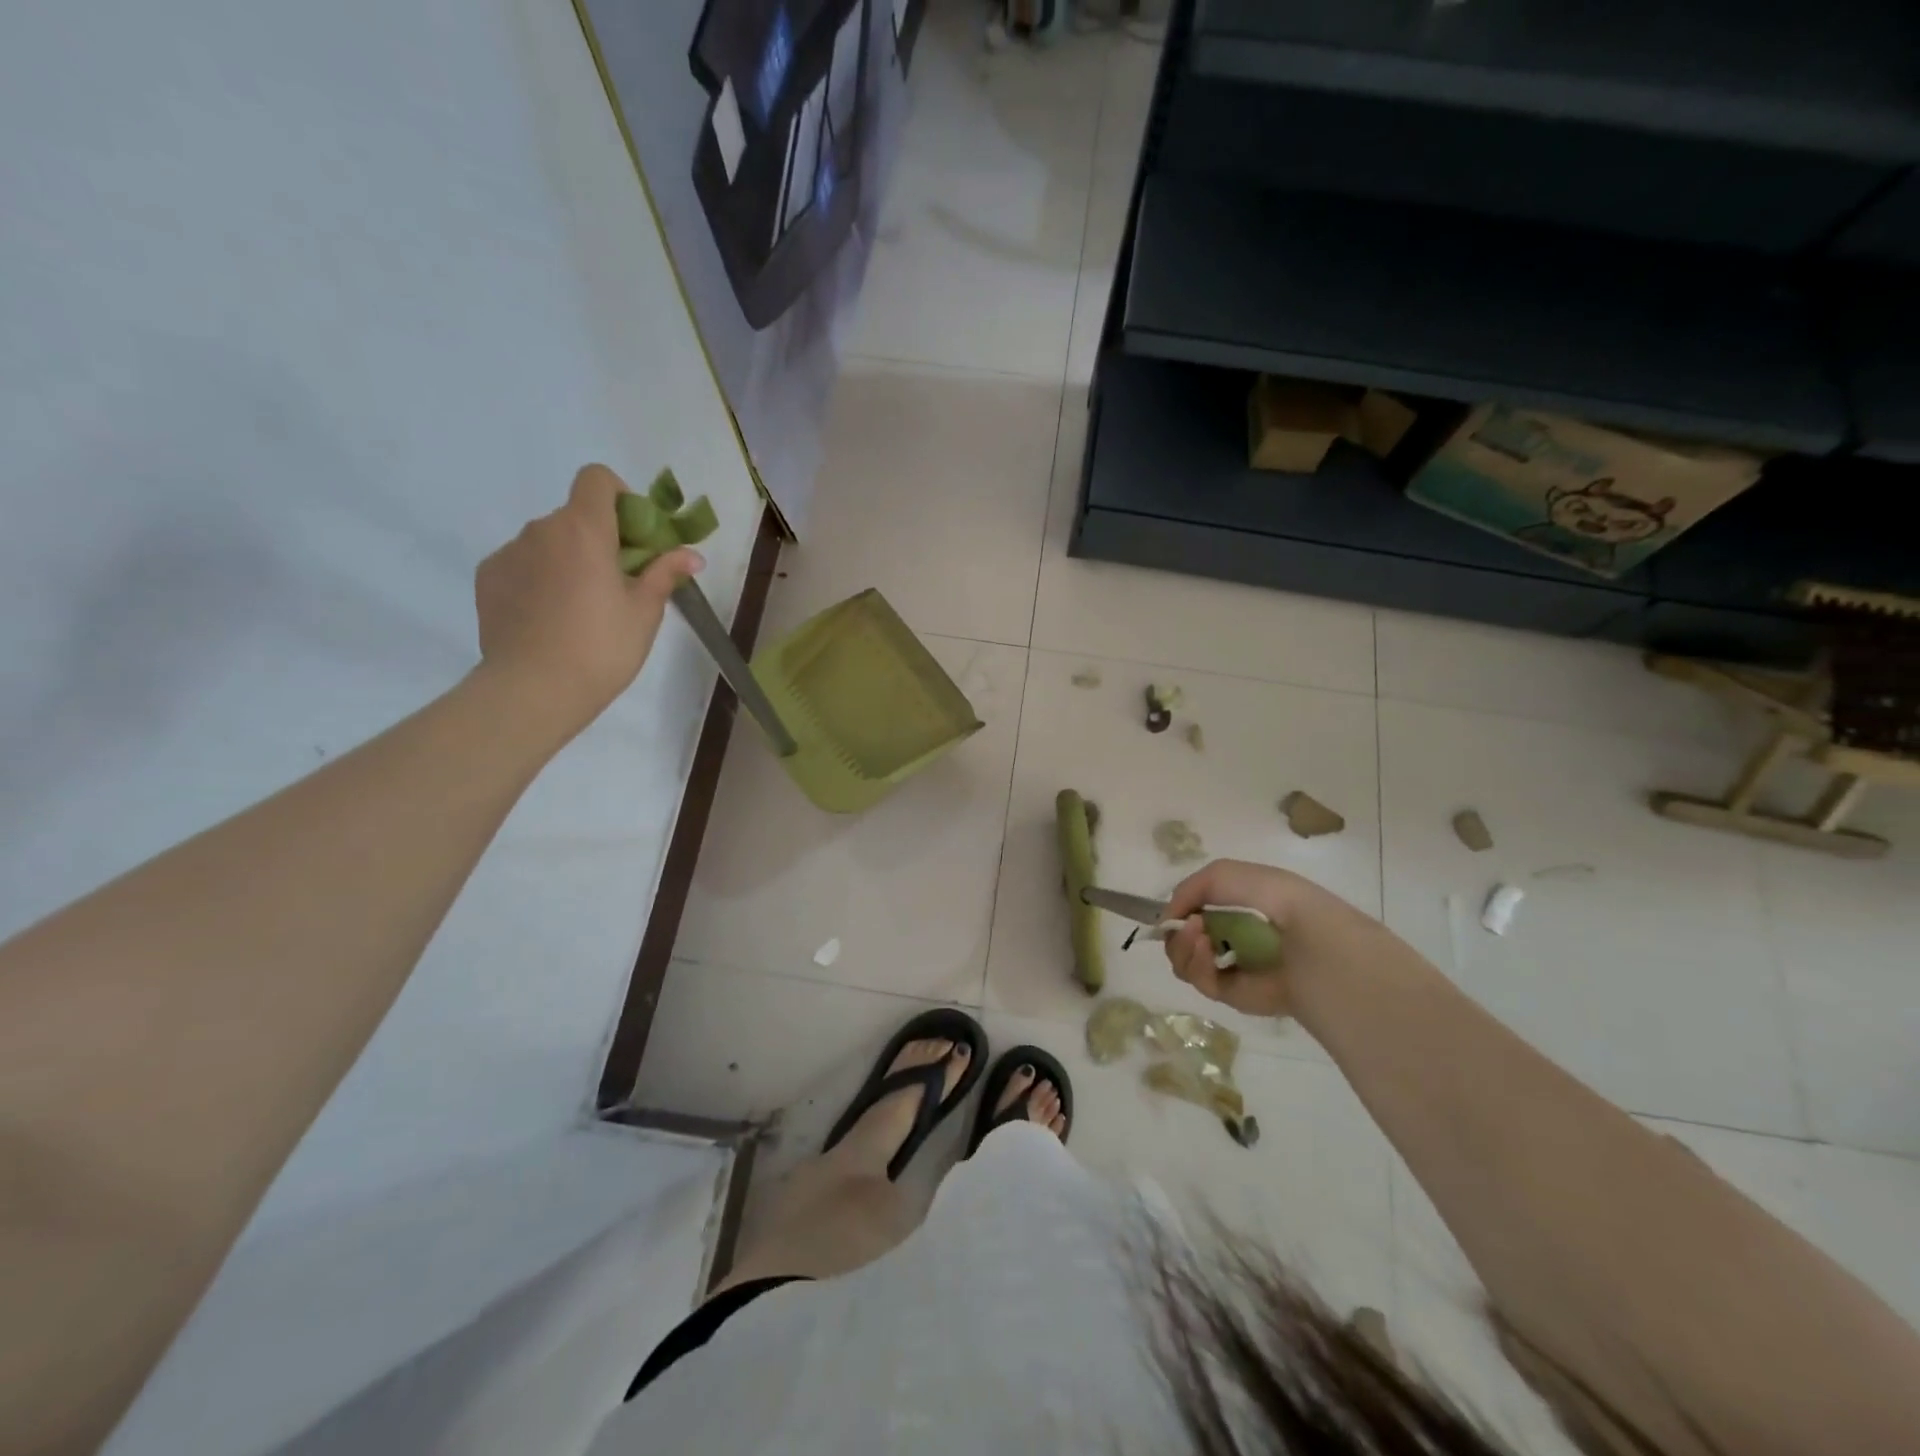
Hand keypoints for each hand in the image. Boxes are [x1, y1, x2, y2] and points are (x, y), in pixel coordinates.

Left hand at [474, 464, 702, 741]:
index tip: (633, 536)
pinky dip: (540, 579)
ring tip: (580, 609)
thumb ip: (664, 574)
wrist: (533, 690)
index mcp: (584, 529)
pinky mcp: (488, 578)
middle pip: (575, 516)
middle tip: (617, 584)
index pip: (597, 479)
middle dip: (599, 539)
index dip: (620, 497)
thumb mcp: (644, 612)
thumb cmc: (602, 647)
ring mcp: (509, 553)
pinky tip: (550, 619)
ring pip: (548, 542)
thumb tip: (692, 555)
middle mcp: (541, 529)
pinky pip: (522, 564)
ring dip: (568, 560)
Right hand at [1162, 859, 1383, 1018]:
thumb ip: (1189, 887)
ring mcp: (1232, 967)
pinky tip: (1204, 949)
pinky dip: (1194, 964)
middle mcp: (1232, 937)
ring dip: (1181, 945)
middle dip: (1176, 930)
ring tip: (1197, 935)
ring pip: (1184, 960)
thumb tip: (1168, 917)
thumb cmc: (1275, 899)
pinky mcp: (1233, 994)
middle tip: (1187, 925)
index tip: (1175, 909)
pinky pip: (1199, 981)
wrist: (1312, 940)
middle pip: (1182, 938)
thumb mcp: (1225, 873)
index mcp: (1237, 908)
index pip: (1194, 911)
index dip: (1180, 910)